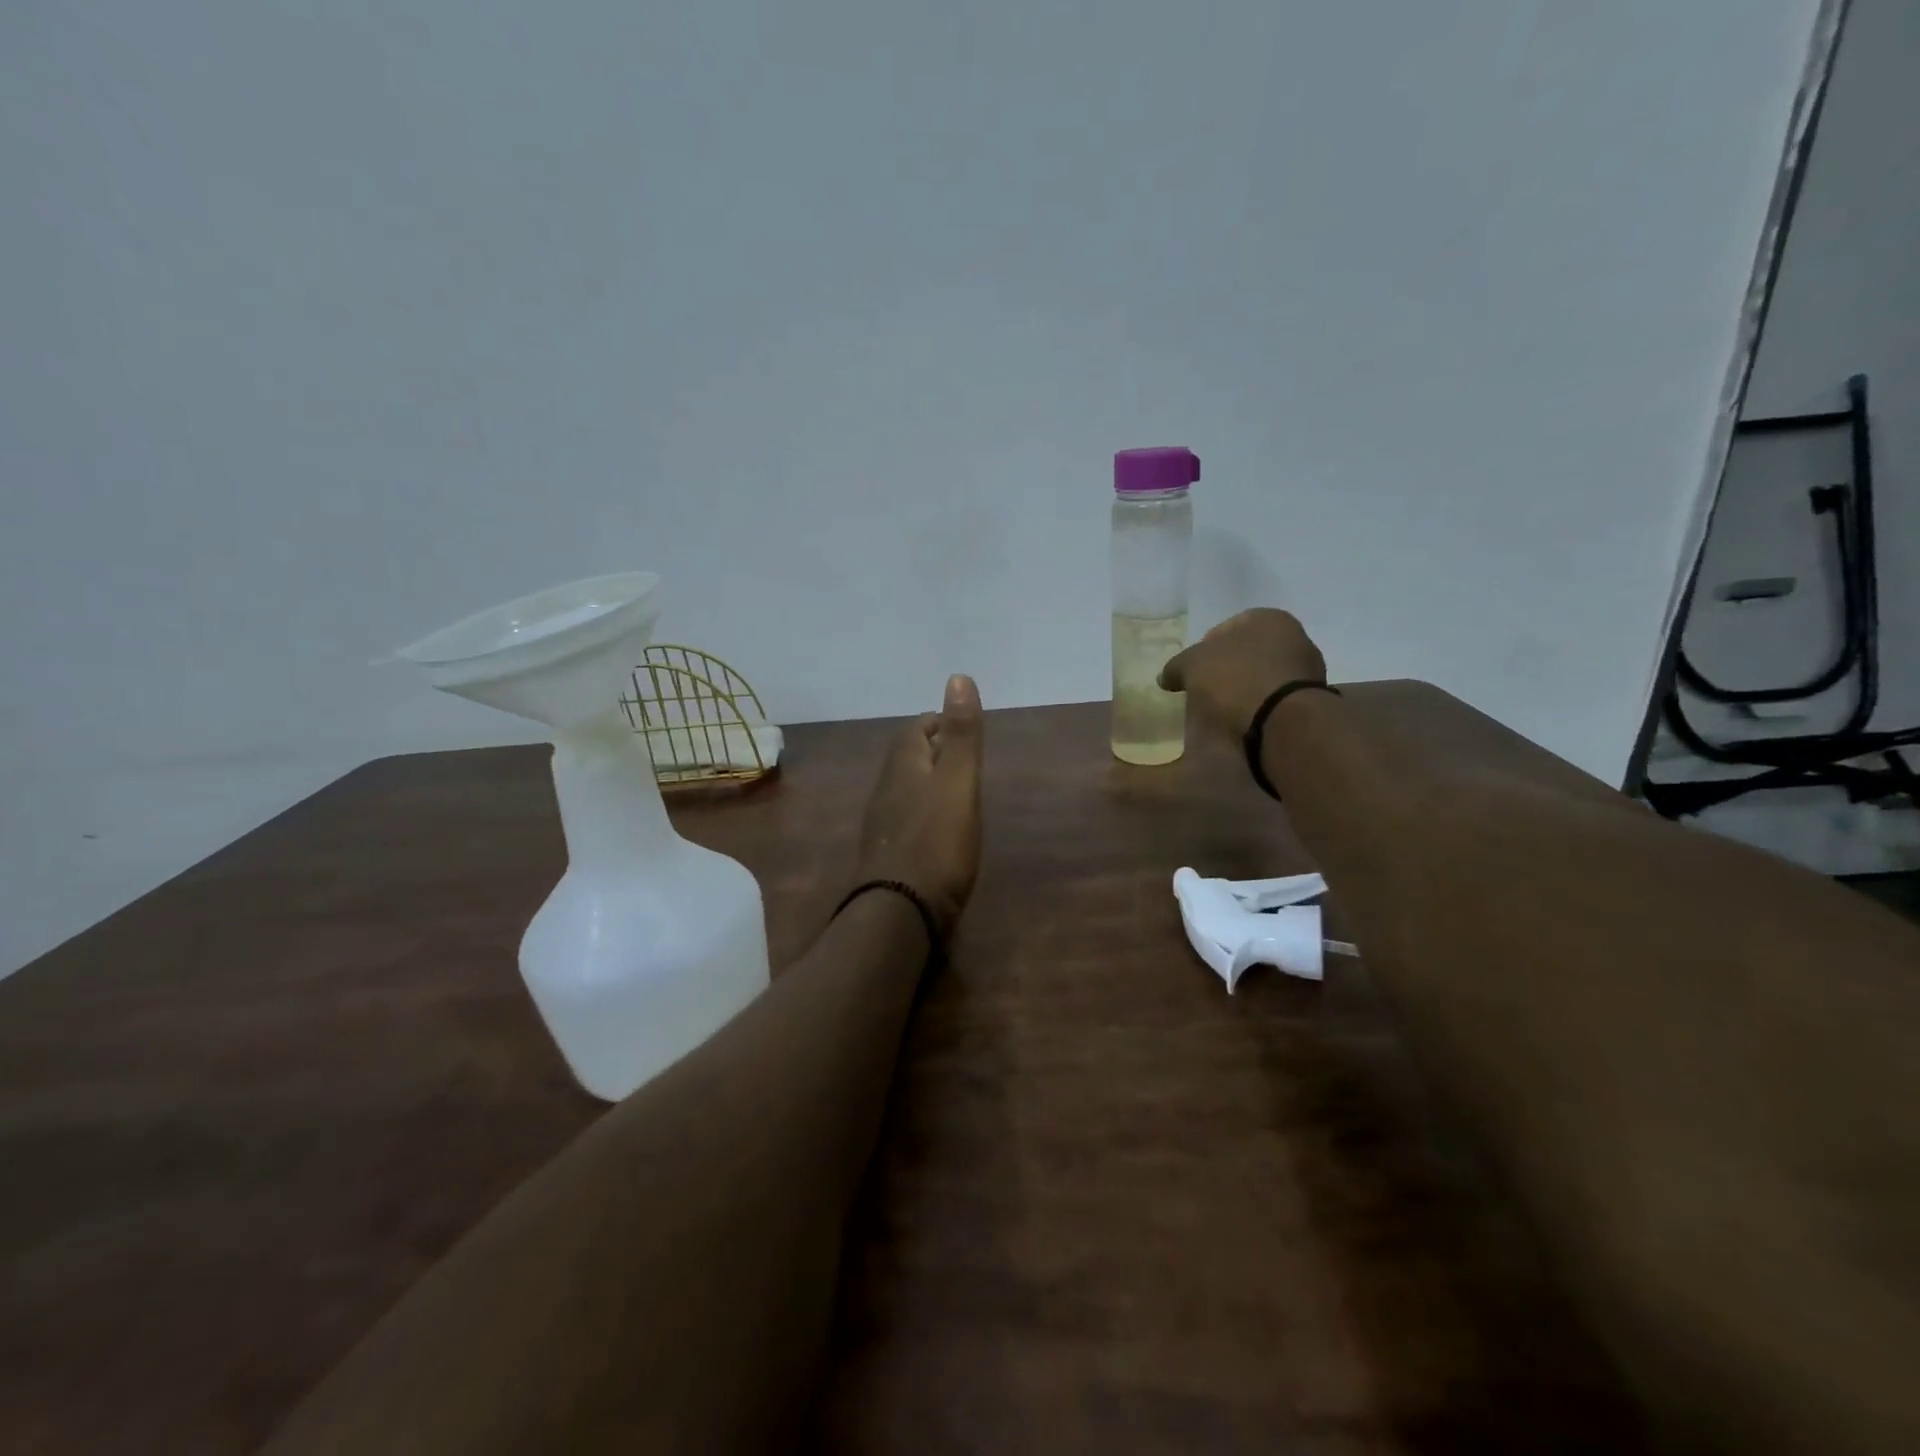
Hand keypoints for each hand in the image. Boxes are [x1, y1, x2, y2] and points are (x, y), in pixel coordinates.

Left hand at [854, 675, 984, 935]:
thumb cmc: (937, 842)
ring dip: (928, 781)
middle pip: (907, 757)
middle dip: (933, 749)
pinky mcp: (887, 854)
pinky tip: (940, 829)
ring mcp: (883, 824)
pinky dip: (924, 811)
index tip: (961, 725)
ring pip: (905, 788)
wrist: (899, 912)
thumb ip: (961, 734)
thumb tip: (958, 676)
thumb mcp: (959, 782)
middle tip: (964, 756)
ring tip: (957, 789)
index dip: (938, 722)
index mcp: (903, 766)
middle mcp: (886, 789)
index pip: (916, 728)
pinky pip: (906, 818)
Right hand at [1158, 609, 1327, 742]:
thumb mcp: (1191, 666)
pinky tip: (1243, 722)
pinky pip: (1275, 701)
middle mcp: (1295, 637)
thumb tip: (1166, 676)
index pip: (1228, 627)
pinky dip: (1260, 708)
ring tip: (1223, 710)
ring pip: (1264, 676)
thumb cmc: (1235, 679)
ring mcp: (1308, 671)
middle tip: (1206, 689)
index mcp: (1268, 617)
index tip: (1193, 670)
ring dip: (1245, 689)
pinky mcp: (1311, 703)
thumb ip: (1176, 666)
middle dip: (1228, 668)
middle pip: (1249, 652)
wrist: (1282, 722)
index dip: (1205, 647)